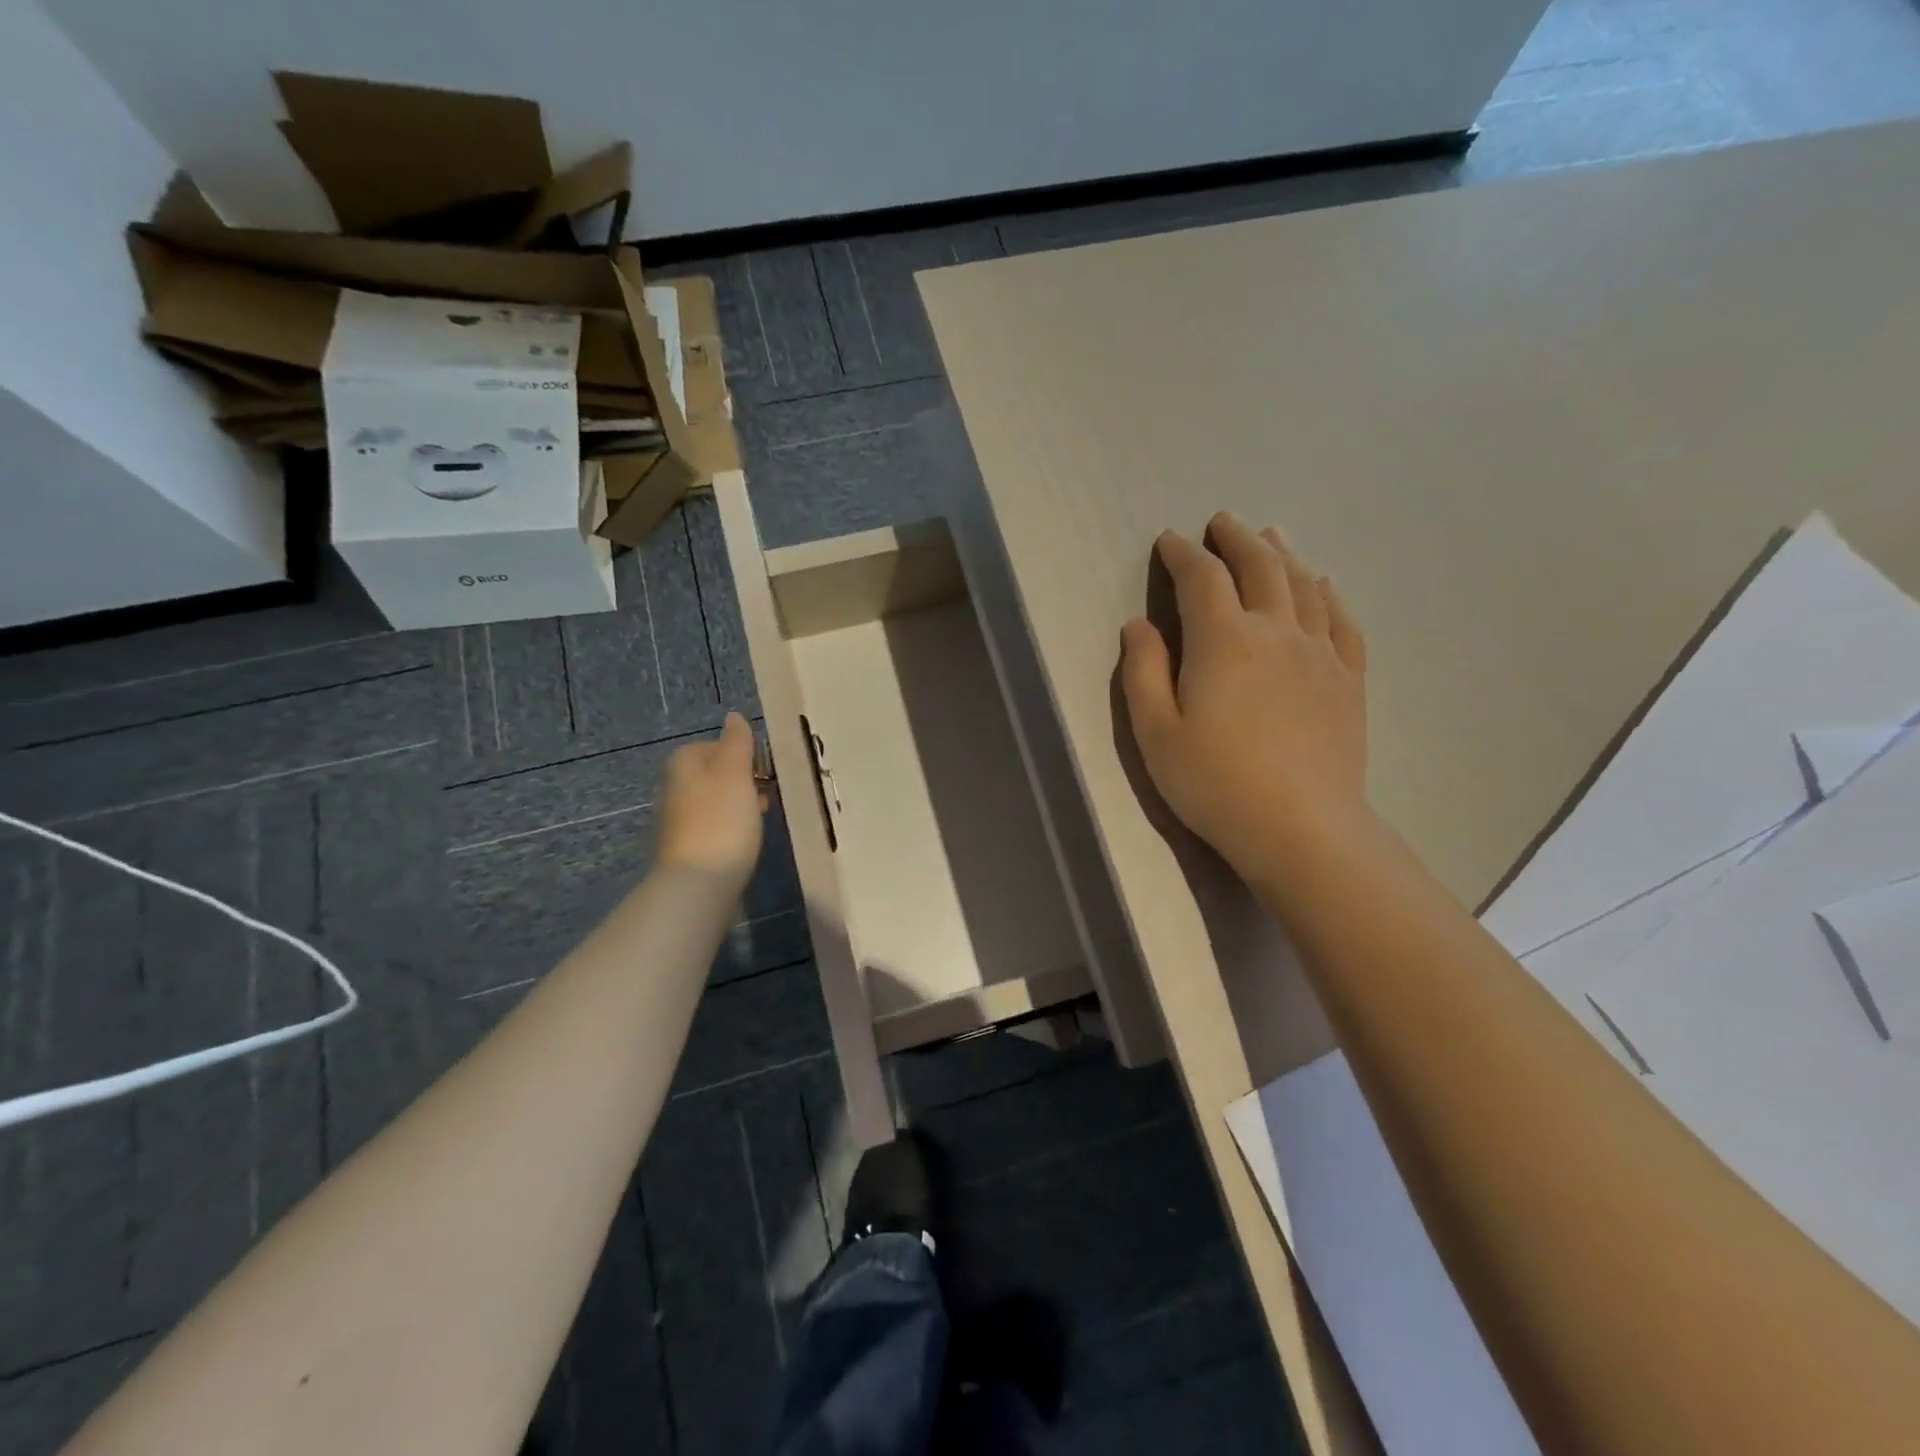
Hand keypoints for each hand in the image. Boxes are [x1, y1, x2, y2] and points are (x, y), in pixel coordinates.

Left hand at [656, 713, 766, 884]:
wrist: (698, 884)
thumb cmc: (721, 821)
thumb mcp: (735, 773)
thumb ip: (737, 742)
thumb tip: (733, 717)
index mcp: (683, 764)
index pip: (717, 745)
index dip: (744, 754)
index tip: (766, 770)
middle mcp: (674, 787)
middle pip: (717, 773)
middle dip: (745, 780)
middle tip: (770, 792)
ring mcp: (679, 820)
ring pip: (717, 800)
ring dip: (741, 804)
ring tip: (764, 816)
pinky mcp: (688, 847)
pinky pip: (716, 826)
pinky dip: (733, 827)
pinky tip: (748, 839)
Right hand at [1120, 512, 1369, 877]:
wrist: (1301, 827)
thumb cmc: (1215, 783)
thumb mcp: (1156, 733)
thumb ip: (1143, 672)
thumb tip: (1138, 625)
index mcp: (1223, 640)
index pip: (1201, 578)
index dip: (1182, 554)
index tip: (1169, 541)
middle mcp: (1276, 631)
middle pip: (1260, 566)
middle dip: (1237, 539)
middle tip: (1222, 522)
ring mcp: (1320, 653)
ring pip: (1304, 585)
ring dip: (1283, 554)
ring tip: (1271, 537)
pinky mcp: (1348, 680)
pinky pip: (1343, 621)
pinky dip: (1329, 594)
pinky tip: (1324, 586)